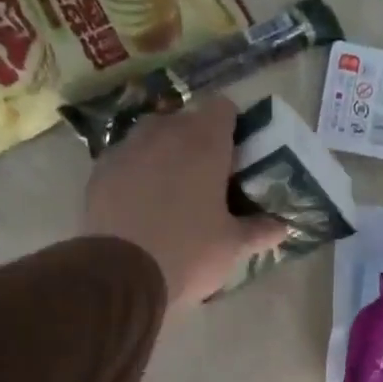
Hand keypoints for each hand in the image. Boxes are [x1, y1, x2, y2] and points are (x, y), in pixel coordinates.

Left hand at [81, 96, 287, 310]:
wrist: (121, 274)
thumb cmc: (189, 253)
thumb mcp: (233, 246)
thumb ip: (259, 230)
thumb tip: (282, 227)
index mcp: (205, 143)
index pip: (224, 107)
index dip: (233, 126)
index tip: (238, 154)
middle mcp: (165, 133)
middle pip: (187, 119)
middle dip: (199, 140)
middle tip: (210, 176)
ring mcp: (127, 148)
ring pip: (153, 136)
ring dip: (166, 152)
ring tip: (174, 188)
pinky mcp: (100, 169)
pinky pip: (127, 158)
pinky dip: (138, 171)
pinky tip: (143, 202)